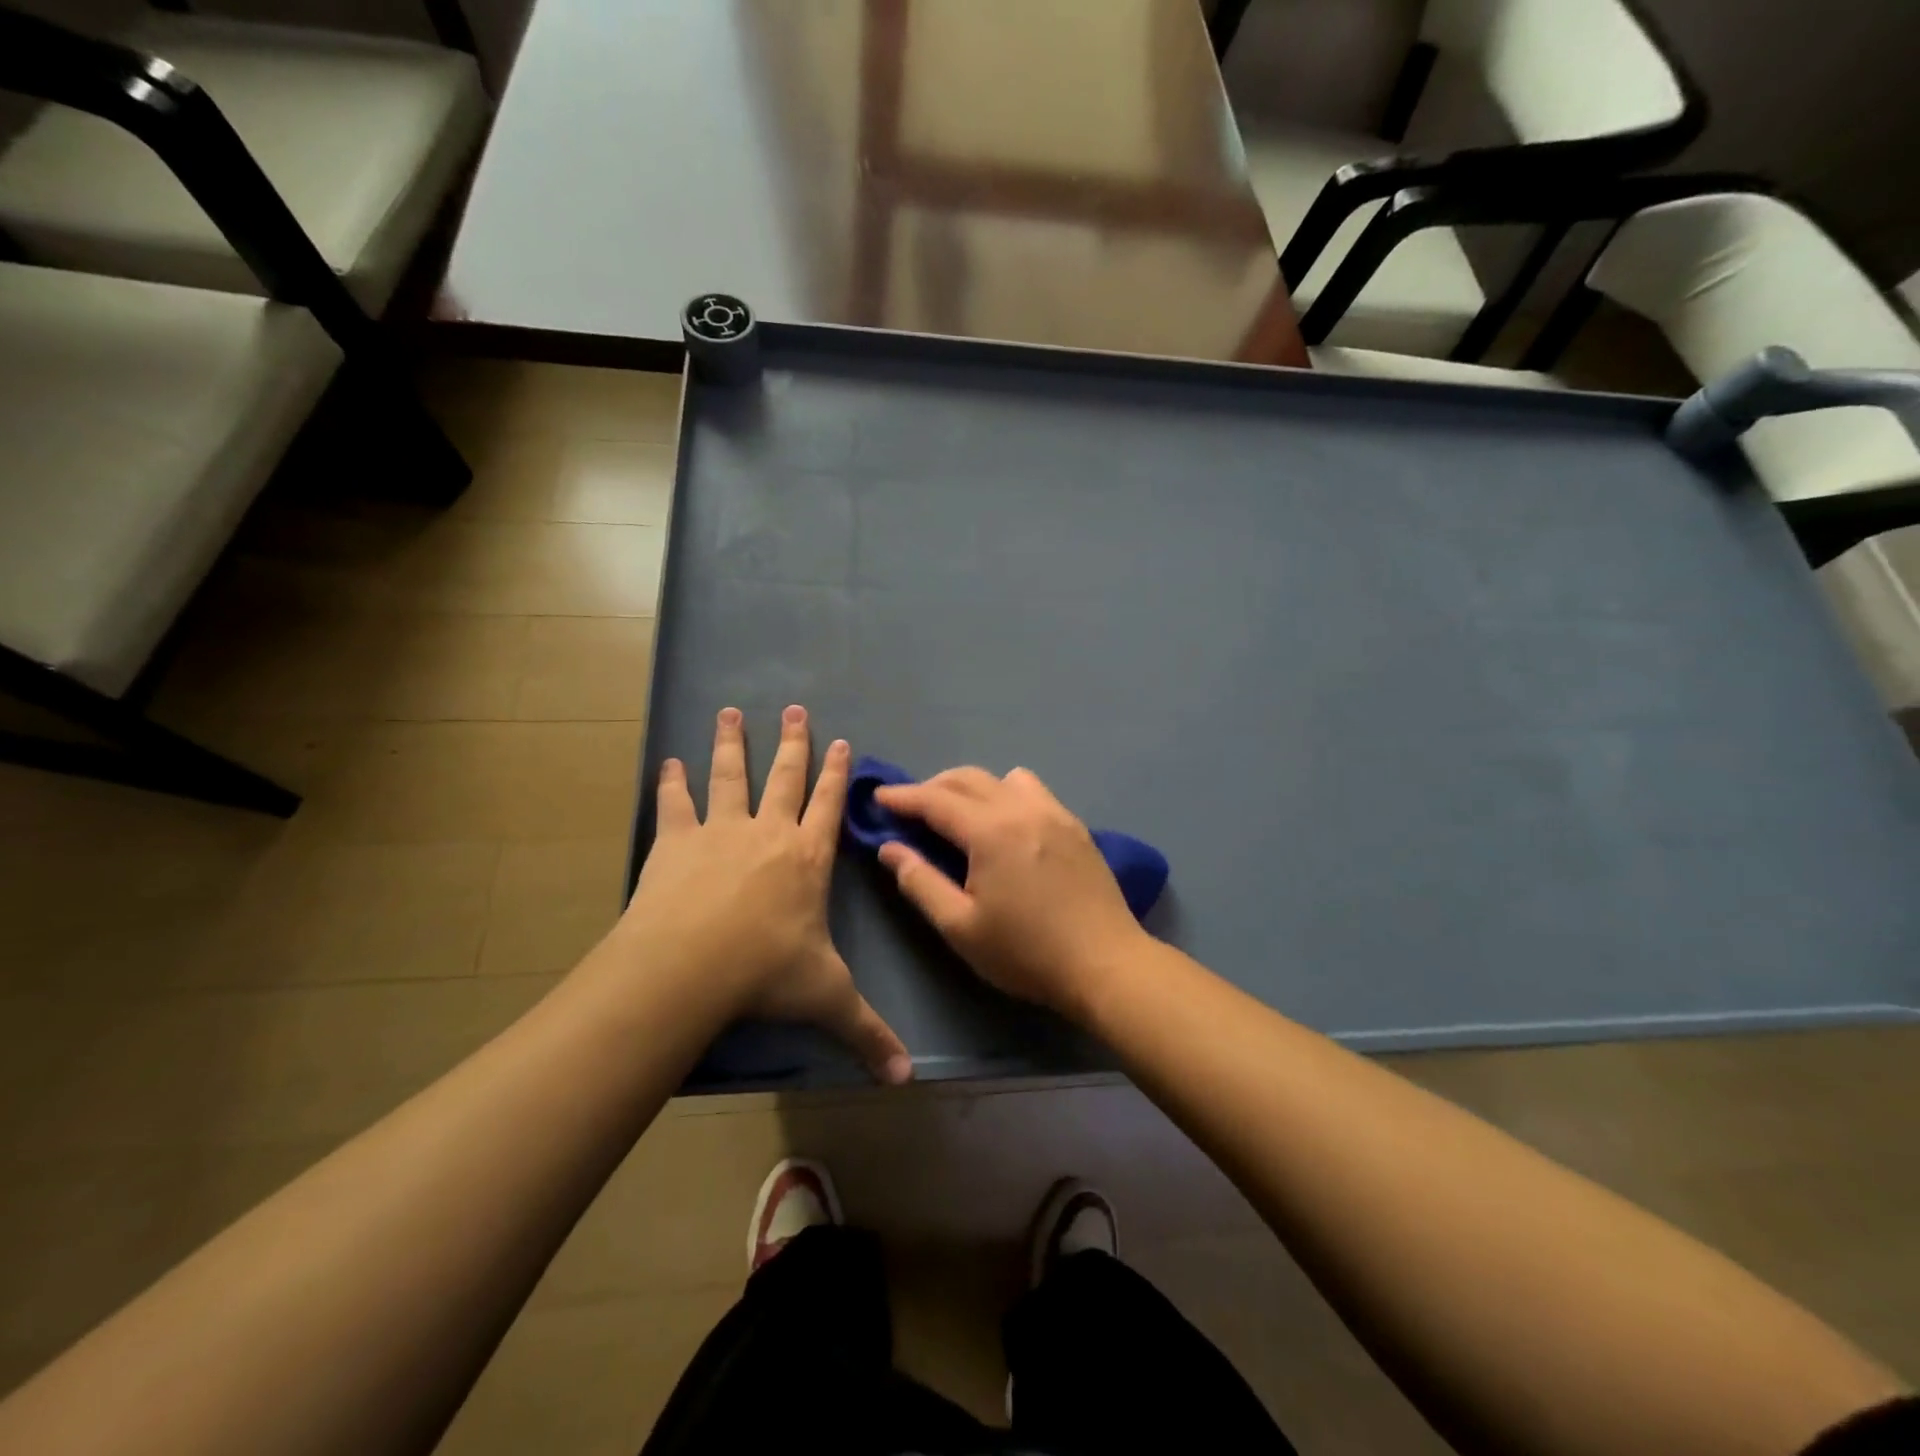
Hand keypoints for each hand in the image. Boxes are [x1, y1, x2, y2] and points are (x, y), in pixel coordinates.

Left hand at [623, 705, 911, 1083]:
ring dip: (732, 743)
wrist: (690, 967)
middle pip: (785, 776)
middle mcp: (769, 832)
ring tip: (729, 712)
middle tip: (794, 708)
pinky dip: (673, 782)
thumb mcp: (826, 1000)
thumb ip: (868, 1033)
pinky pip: (676, 802)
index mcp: (807, 858)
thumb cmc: (766, 974)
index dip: (838, 773)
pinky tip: (668, 762)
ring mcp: (721, 830)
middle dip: (793, 742)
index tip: (841, 740)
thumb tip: (908, 1079)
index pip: (829, 805)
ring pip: (731, 775)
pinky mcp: (677, 840)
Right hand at [873, 767, 1149, 1017]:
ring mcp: (1054, 813)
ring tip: (958, 813)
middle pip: (968, 779)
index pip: (935, 800)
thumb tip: (890, 849)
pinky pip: (1033, 791)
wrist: (1105, 964)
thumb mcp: (960, 926)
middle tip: (910, 808)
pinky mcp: (1075, 826)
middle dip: (932, 787)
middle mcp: (1022, 808)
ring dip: (972, 786)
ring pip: (1004, 778)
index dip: (902, 797)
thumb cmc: (1026, 952)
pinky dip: (1006, 794)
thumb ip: (920, 882)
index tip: (878, 797)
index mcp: (991, 830)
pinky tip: (1004, 824)